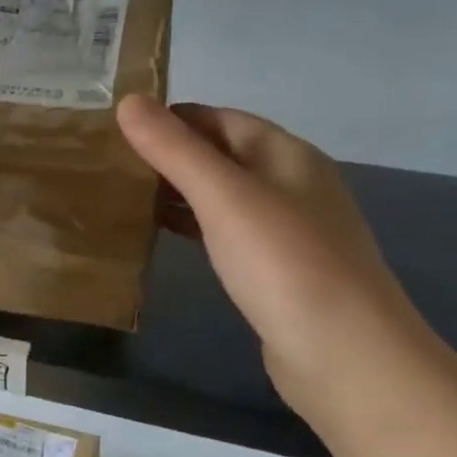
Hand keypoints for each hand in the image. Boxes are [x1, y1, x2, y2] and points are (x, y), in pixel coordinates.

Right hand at [116, 95, 425, 417]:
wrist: (344, 355)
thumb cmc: (284, 263)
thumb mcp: (224, 197)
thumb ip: (174, 149)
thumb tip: (128, 101)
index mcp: (287, 156)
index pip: (221, 118)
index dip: (172, 117)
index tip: (118, 127)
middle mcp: (292, 185)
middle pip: (223, 155)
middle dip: (171, 154)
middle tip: (111, 162)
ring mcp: (288, 231)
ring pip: (224, 196)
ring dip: (180, 191)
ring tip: (125, 195)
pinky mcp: (278, 272)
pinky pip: (227, 233)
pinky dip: (194, 226)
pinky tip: (164, 236)